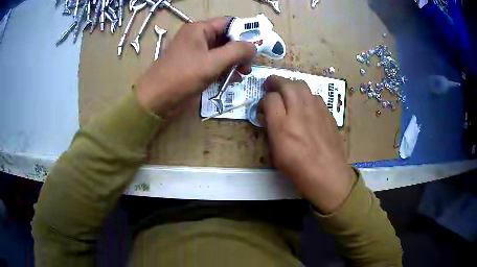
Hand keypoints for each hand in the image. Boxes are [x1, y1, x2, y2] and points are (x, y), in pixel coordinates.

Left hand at [135, 17, 256, 117]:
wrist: (156, 99)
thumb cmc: (182, 76)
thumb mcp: (212, 62)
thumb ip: (236, 52)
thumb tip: (254, 46)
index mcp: (199, 29)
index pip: (228, 23)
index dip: (244, 33)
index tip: (256, 48)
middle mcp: (198, 37)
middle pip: (226, 38)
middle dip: (239, 51)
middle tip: (248, 66)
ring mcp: (196, 52)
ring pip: (221, 52)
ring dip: (234, 62)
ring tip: (242, 74)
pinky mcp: (195, 66)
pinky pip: (214, 63)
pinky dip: (224, 69)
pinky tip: (232, 79)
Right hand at [258, 76, 354, 213]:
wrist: (328, 174)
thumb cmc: (299, 170)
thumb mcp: (276, 154)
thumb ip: (271, 131)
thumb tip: (269, 116)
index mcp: (282, 127)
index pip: (270, 99)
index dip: (263, 100)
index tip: (263, 108)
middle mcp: (299, 113)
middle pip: (286, 85)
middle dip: (275, 81)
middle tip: (270, 84)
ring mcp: (316, 111)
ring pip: (302, 85)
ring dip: (291, 85)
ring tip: (287, 91)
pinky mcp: (328, 113)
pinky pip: (315, 96)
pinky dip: (306, 95)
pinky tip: (305, 104)